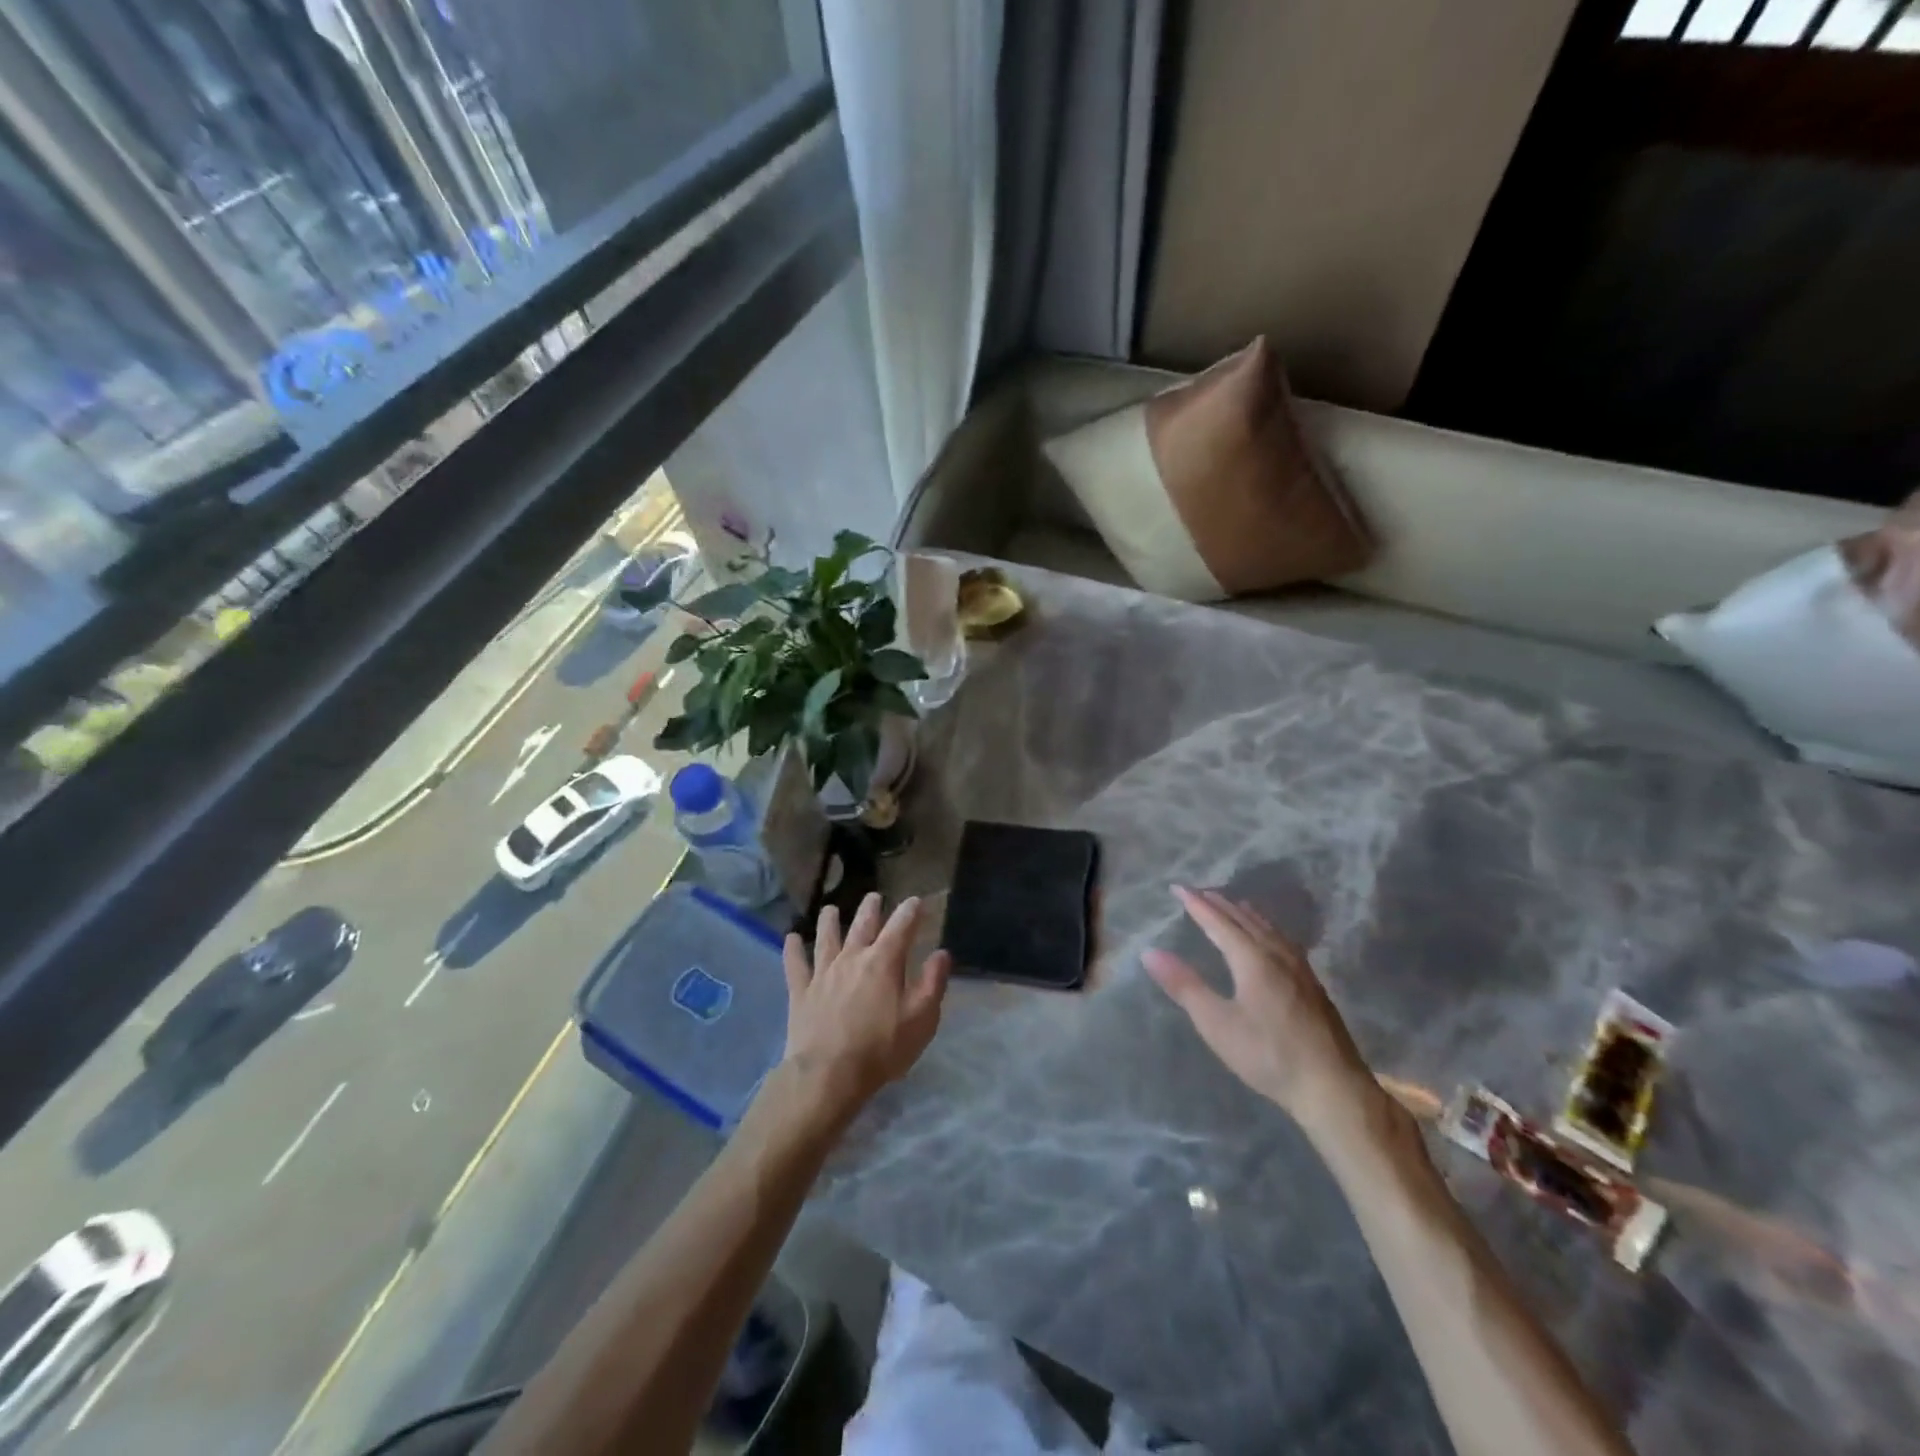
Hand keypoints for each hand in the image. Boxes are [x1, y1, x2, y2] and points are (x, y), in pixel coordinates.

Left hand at [781, 893, 950, 1122]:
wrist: (829, 1074)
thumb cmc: (882, 1048)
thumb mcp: (921, 1019)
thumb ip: (932, 983)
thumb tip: (941, 953)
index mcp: (884, 962)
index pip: (901, 927)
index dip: (910, 911)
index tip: (916, 901)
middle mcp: (852, 958)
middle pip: (862, 925)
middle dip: (871, 909)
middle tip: (874, 897)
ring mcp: (823, 973)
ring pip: (826, 937)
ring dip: (829, 920)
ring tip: (830, 909)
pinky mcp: (801, 991)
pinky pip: (795, 964)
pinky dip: (793, 949)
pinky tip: (791, 938)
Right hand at [1144, 886, 1374, 1135]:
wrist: (1333, 1087)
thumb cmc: (1268, 1055)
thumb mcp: (1217, 1023)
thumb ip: (1184, 986)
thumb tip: (1150, 952)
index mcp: (1252, 959)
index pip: (1218, 922)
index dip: (1196, 904)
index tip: (1177, 887)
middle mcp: (1277, 954)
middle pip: (1245, 919)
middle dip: (1219, 903)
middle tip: (1199, 891)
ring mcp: (1300, 968)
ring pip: (1268, 927)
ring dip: (1244, 913)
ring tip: (1231, 905)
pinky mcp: (1312, 984)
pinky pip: (1282, 939)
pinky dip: (1265, 927)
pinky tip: (1269, 938)